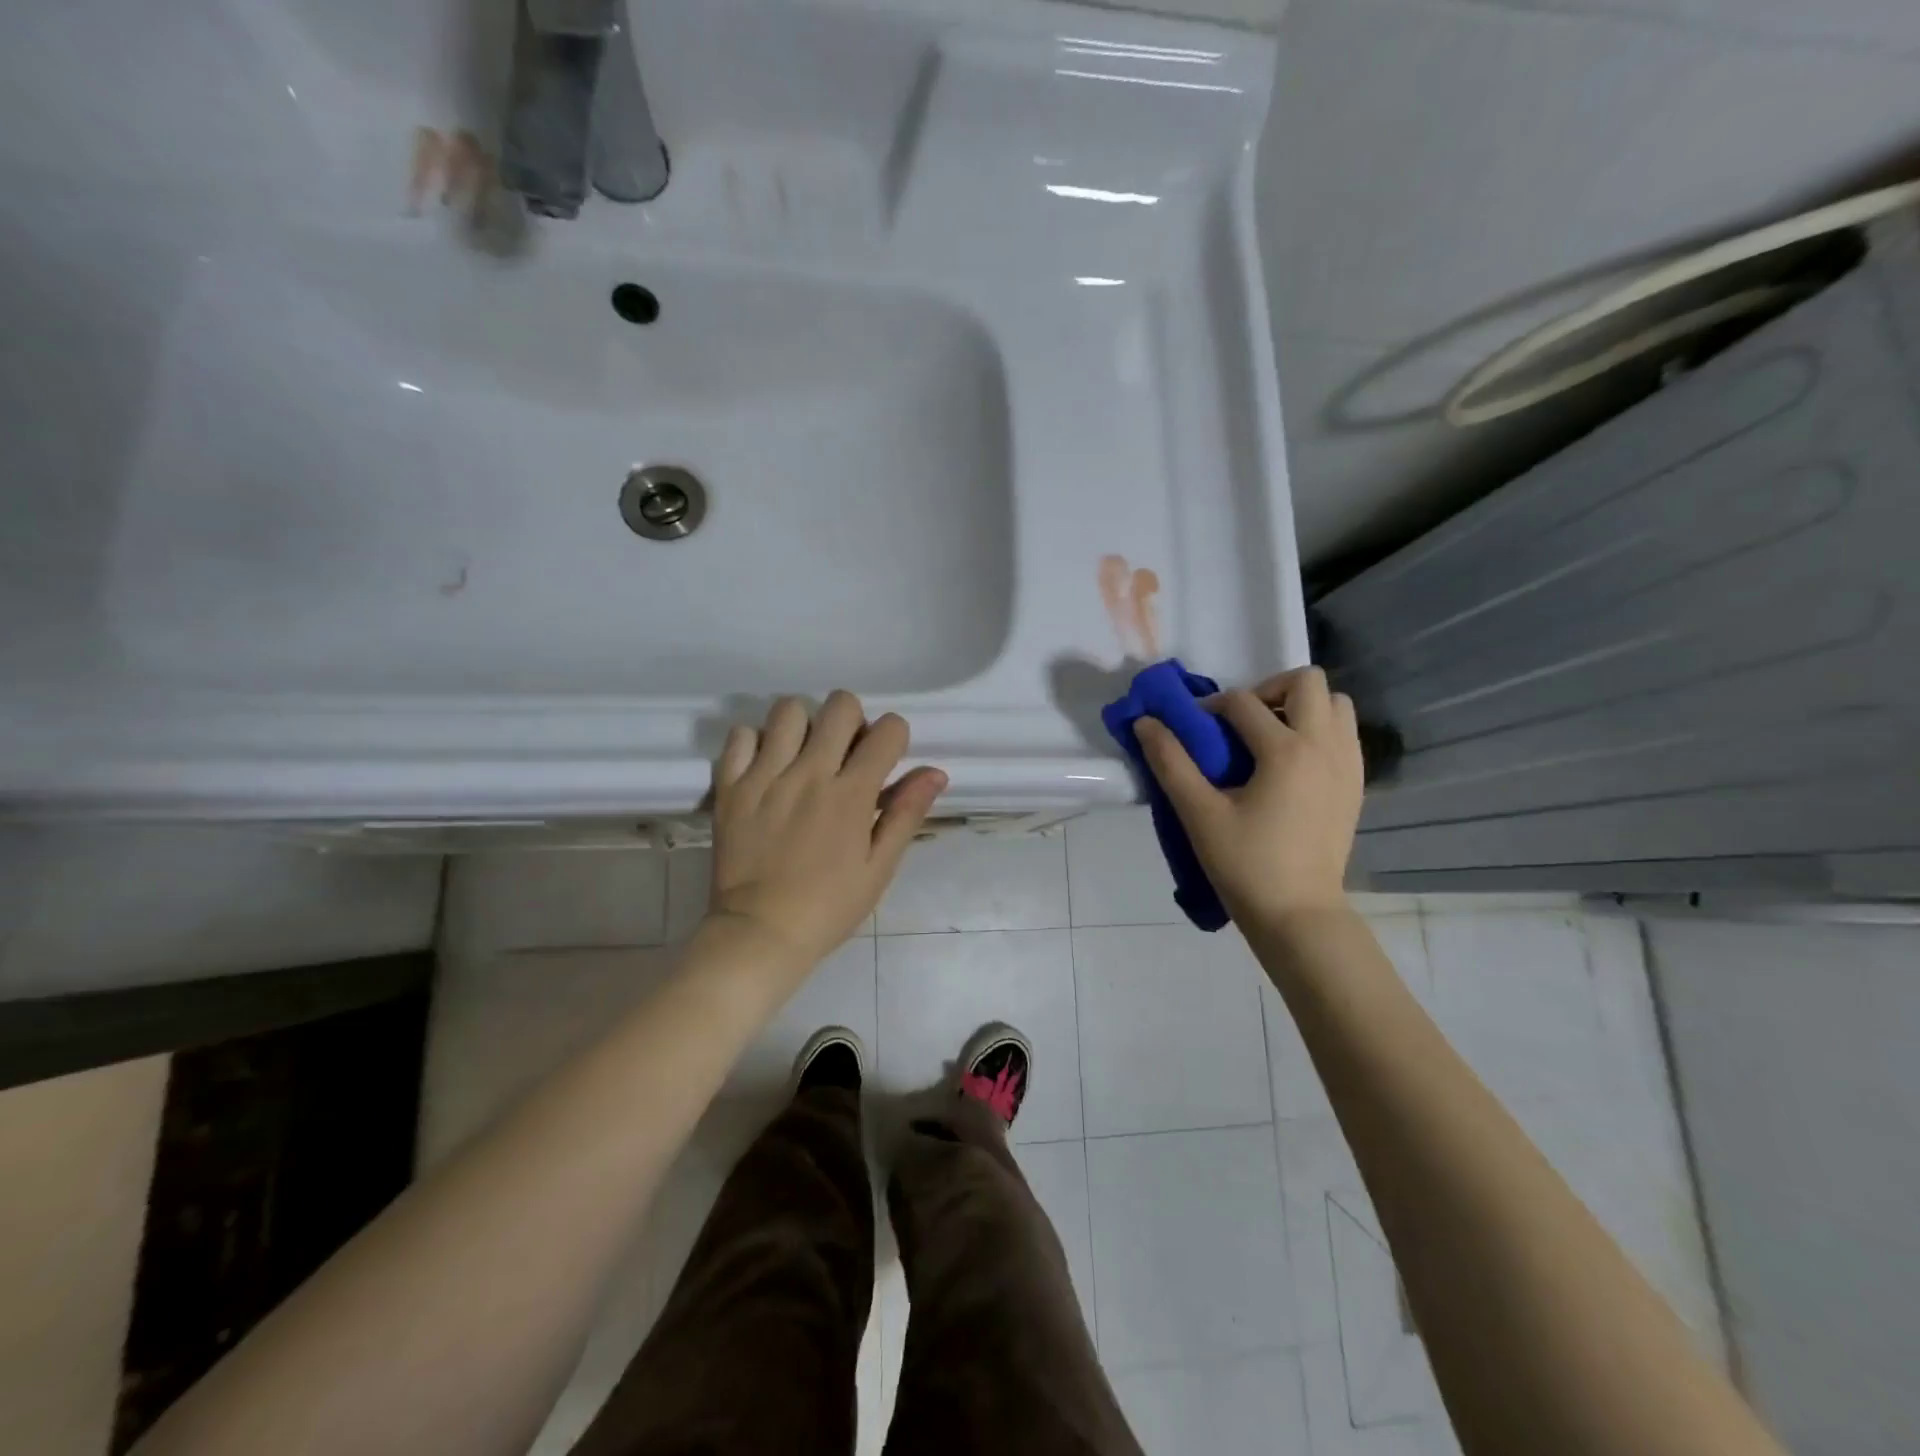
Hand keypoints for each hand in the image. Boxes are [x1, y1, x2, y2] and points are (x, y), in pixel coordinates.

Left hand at [707, 691, 947, 969]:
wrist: (759, 934)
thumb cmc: (828, 906)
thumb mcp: (879, 867)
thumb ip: (906, 814)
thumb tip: (936, 772)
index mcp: (851, 794)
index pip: (888, 729)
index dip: (894, 737)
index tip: (885, 759)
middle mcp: (809, 773)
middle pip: (840, 705)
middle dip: (853, 719)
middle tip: (845, 753)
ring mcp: (765, 776)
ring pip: (789, 709)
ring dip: (804, 724)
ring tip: (803, 754)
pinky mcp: (730, 785)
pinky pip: (740, 734)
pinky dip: (756, 741)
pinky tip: (766, 765)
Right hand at [1135, 667, 1363, 926]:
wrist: (1298, 914)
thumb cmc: (1245, 864)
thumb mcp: (1198, 813)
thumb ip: (1170, 762)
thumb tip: (1145, 723)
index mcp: (1285, 751)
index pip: (1242, 702)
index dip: (1210, 706)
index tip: (1191, 728)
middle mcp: (1325, 747)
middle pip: (1307, 681)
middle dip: (1268, 690)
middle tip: (1241, 723)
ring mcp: (1348, 765)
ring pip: (1336, 704)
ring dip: (1301, 707)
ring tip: (1269, 738)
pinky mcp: (1356, 784)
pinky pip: (1345, 734)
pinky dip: (1319, 731)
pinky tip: (1291, 764)